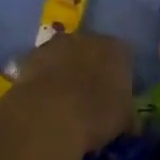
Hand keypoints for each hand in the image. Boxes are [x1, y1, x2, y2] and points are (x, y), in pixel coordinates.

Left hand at [5, 32, 134, 151]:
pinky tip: (44, 100)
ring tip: (64, 101)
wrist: (48, 114)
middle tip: (90, 98)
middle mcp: (88, 37)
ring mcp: (56, 43)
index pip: (123, 57)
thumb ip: (127, 113)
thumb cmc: (96, 115)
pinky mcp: (31, 55)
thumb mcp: (124, 121)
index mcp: (117, 49)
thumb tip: (129, 120)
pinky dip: (45, 78)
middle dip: (91, 69)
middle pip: (92, 51)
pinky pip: (43, 65)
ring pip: (65, 55)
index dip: (120, 77)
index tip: (115, 97)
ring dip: (65, 71)